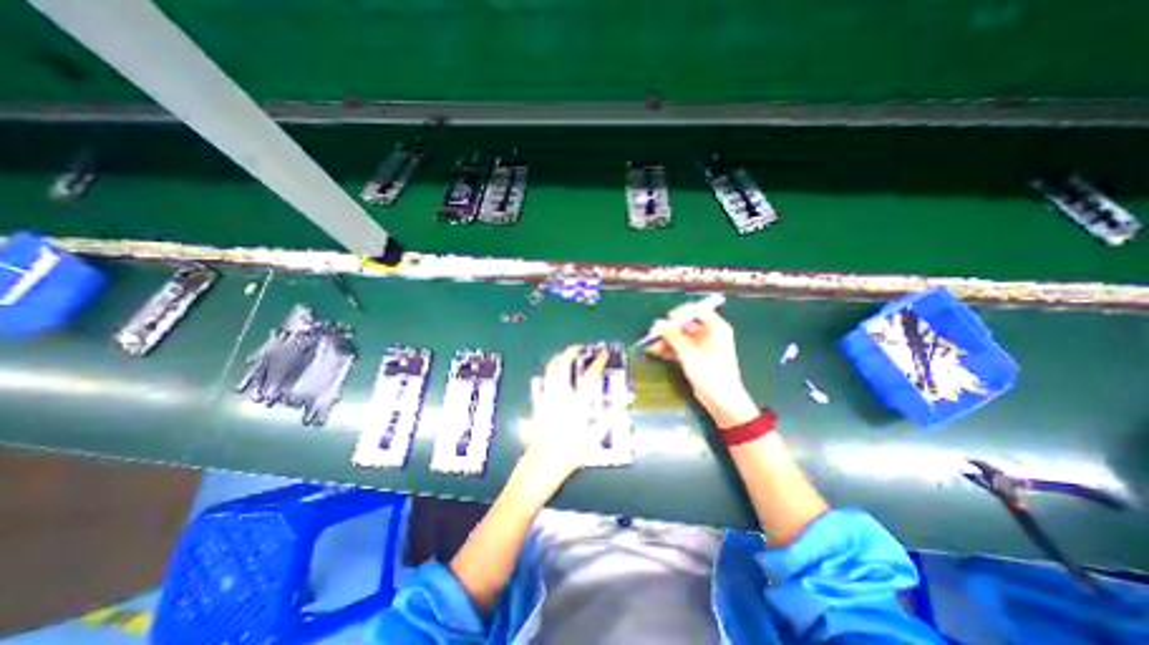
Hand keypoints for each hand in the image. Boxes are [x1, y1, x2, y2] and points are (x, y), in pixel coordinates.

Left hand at [518, 347, 609, 489]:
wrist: (543, 464)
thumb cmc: (572, 452)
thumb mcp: (596, 435)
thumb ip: (611, 415)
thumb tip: (627, 399)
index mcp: (577, 404)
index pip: (589, 376)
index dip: (597, 362)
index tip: (603, 353)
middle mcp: (560, 397)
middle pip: (563, 365)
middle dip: (571, 351)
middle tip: (579, 347)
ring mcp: (546, 399)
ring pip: (549, 370)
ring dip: (557, 359)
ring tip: (565, 355)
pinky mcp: (536, 404)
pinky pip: (537, 383)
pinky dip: (544, 375)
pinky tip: (549, 374)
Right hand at [644, 307, 760, 426]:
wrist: (721, 400)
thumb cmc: (709, 373)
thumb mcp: (689, 353)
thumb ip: (673, 336)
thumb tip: (658, 323)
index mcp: (716, 328)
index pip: (697, 310)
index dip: (681, 313)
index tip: (666, 320)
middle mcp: (711, 334)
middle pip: (687, 324)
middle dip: (669, 329)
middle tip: (653, 334)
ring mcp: (703, 346)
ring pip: (682, 337)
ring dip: (666, 340)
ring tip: (650, 345)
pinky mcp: (697, 357)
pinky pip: (682, 348)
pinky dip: (670, 349)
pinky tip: (656, 352)